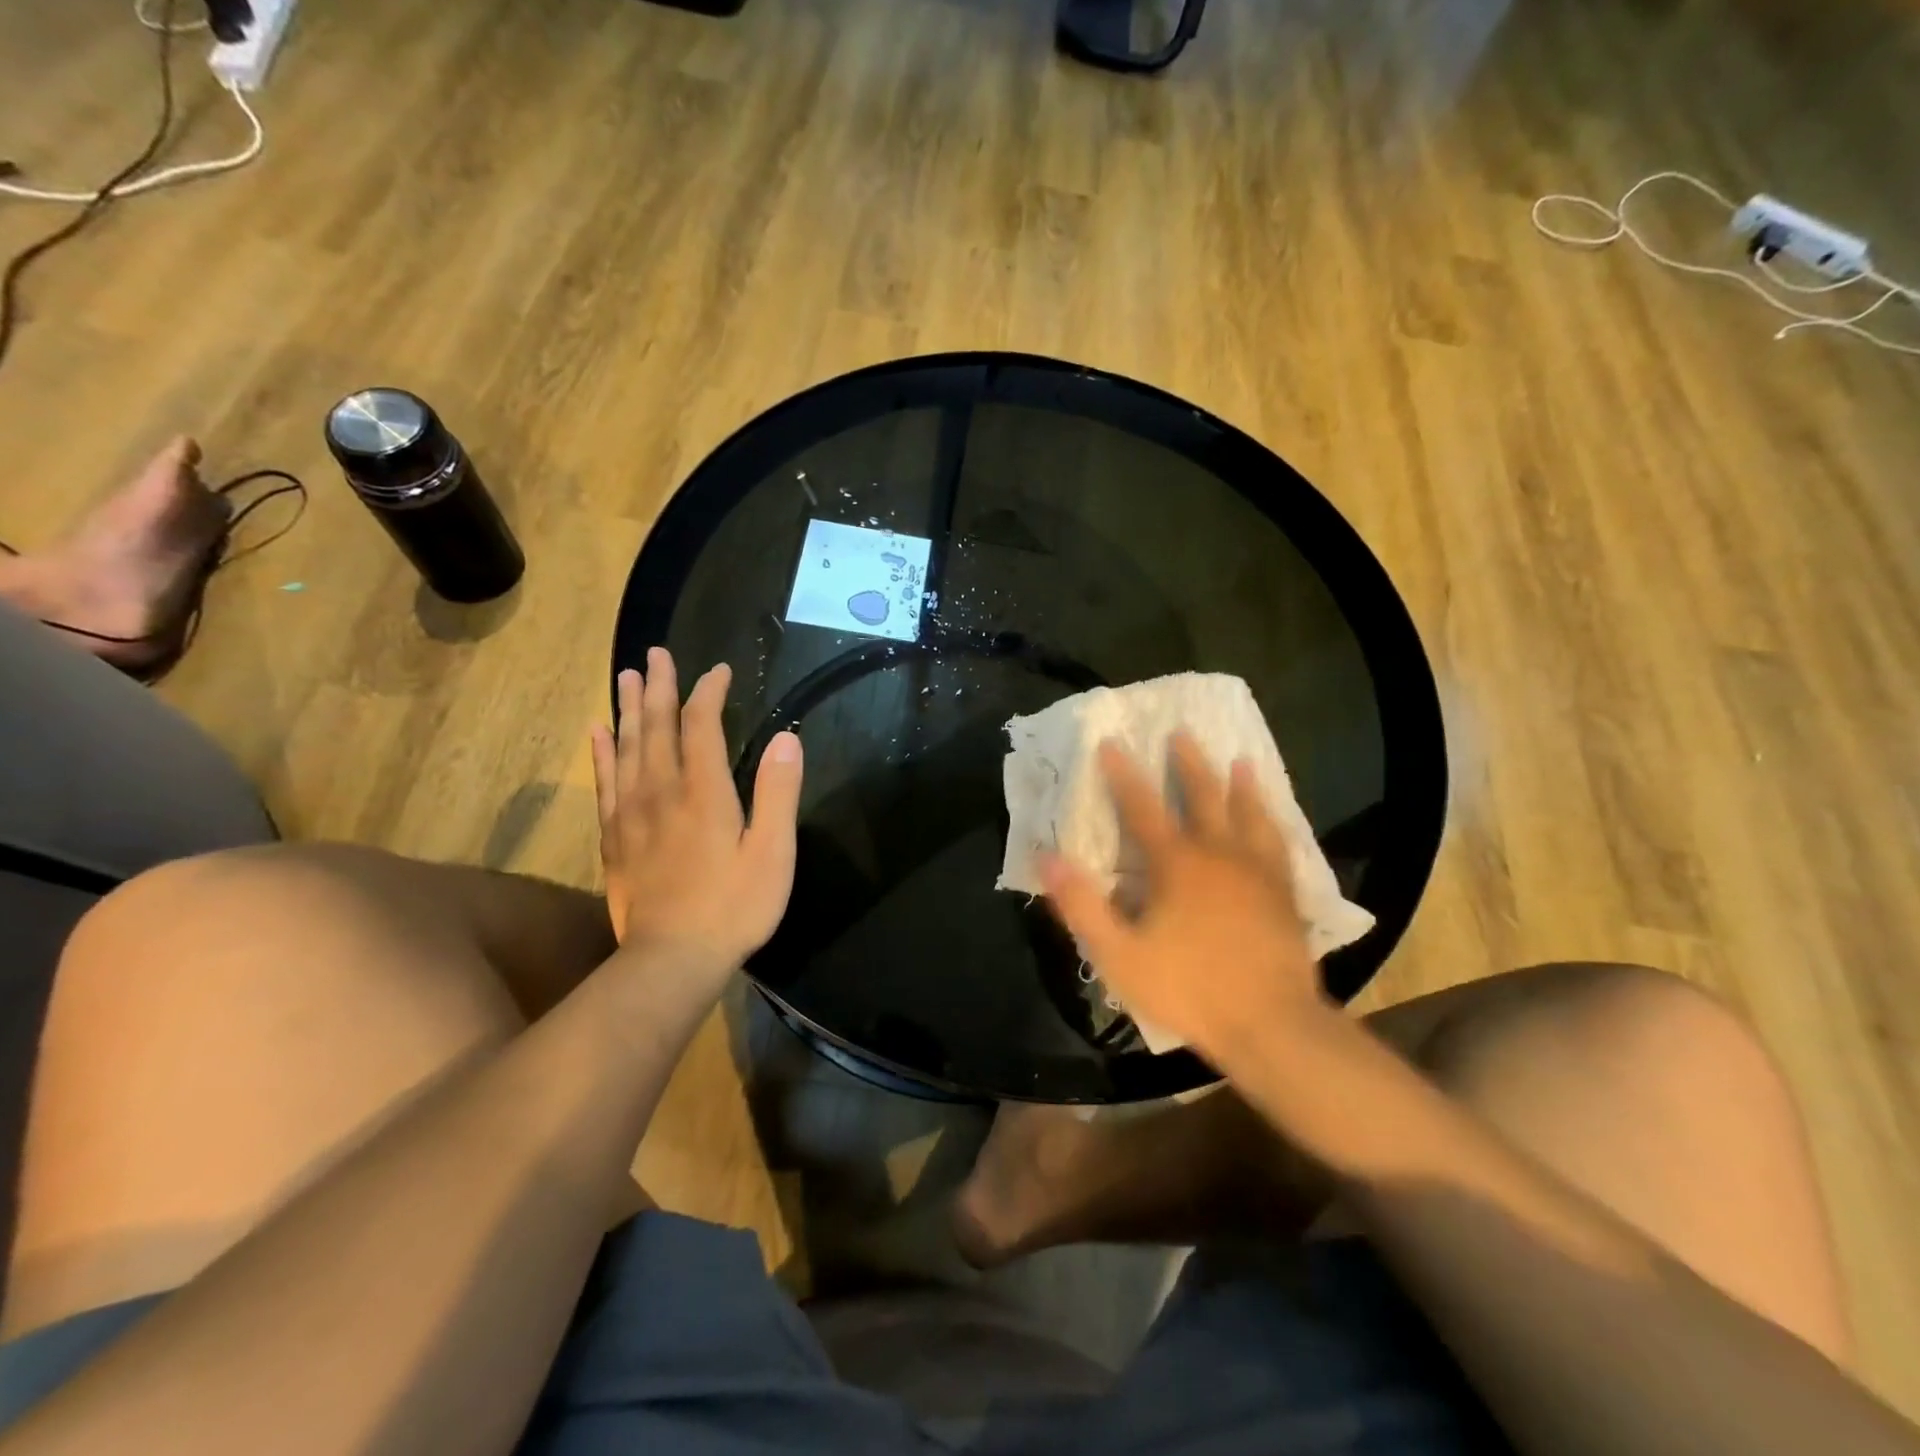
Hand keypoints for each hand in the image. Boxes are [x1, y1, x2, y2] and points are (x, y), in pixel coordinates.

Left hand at [589, 648, 802, 975]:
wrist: (671, 959)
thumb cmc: (734, 906)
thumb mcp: (773, 853)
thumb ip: (778, 793)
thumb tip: (786, 739)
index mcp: (704, 791)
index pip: (701, 725)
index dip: (709, 692)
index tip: (719, 671)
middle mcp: (662, 791)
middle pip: (655, 727)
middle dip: (657, 687)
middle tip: (655, 654)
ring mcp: (632, 814)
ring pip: (626, 747)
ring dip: (626, 709)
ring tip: (625, 677)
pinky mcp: (614, 837)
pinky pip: (604, 782)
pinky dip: (601, 752)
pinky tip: (597, 733)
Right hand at [1040, 734, 1329, 1062]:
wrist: (1271, 1024)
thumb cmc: (1188, 988)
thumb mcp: (1119, 954)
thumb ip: (1082, 905)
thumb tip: (1047, 858)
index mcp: (1176, 864)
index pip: (1142, 808)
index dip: (1123, 775)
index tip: (1111, 742)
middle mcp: (1218, 855)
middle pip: (1203, 798)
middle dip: (1189, 764)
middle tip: (1183, 732)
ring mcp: (1257, 872)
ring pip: (1249, 815)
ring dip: (1242, 786)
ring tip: (1242, 761)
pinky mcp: (1285, 894)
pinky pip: (1279, 845)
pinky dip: (1274, 823)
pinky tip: (1276, 819)